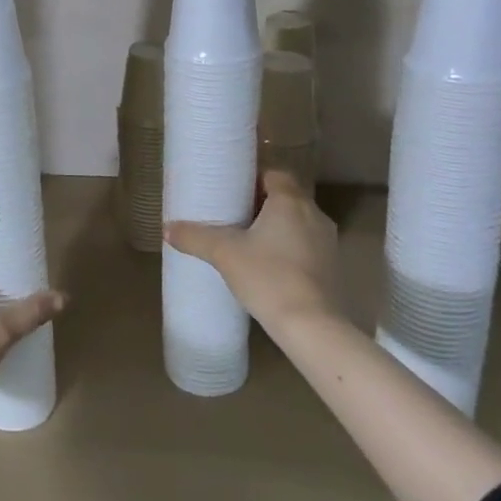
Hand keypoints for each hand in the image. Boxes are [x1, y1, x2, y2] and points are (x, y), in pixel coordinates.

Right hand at [165, 170, 341, 330]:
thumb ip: (194, 237)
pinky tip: (267, 265)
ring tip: (247, 239)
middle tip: (232, 212)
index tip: (232, 188)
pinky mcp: (332, 268)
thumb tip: (167, 228)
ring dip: (276, 226)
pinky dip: (288, 248)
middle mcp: (314, 215)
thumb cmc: (268, 276)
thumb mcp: (223, 253)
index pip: (275, 173)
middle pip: (286, 197)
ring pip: (297, 222)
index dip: (253, 177)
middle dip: (261, 203)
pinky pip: (306, 246)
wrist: (312, 326)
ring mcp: (328, 243)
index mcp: (291, 201)